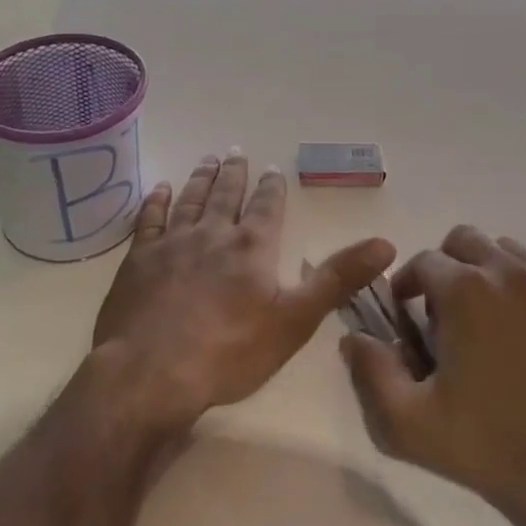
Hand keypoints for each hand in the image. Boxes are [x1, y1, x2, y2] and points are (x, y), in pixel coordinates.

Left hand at [92, 152, 395, 429]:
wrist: (151, 373)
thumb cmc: (230, 351)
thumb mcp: (296, 319)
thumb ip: (339, 278)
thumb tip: (386, 243)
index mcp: (251, 247)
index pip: (267, 207)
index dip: (273, 188)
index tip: (273, 169)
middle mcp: (213, 234)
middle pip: (227, 195)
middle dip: (235, 173)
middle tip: (236, 151)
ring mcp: (172, 243)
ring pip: (191, 200)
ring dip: (201, 179)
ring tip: (208, 159)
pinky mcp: (139, 260)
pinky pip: (149, 220)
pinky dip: (157, 202)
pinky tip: (160, 189)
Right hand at [340, 226, 525, 525]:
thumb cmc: (491, 445)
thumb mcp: (409, 424)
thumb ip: (371, 374)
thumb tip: (353, 339)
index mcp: (465, 289)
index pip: (421, 263)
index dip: (406, 289)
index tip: (405, 323)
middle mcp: (505, 270)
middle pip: (461, 241)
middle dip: (443, 269)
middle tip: (440, 318)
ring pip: (500, 249)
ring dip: (481, 271)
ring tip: (479, 320)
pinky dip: (519, 283)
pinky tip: (518, 326)